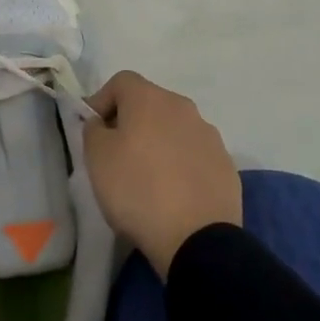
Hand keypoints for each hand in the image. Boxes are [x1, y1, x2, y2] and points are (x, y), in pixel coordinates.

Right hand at [82, 71, 240, 276]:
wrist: (197, 238)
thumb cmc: (137, 190)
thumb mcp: (97, 159)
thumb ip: (93, 130)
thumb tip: (103, 123)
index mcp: (151, 99)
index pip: (121, 81)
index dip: (102, 100)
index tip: (93, 130)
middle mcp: (183, 107)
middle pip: (150, 103)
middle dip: (131, 122)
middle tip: (117, 155)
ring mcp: (209, 134)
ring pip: (174, 128)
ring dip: (158, 143)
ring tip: (148, 178)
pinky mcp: (225, 164)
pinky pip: (194, 154)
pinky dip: (181, 164)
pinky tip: (174, 193)